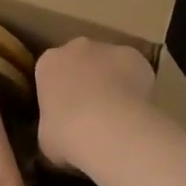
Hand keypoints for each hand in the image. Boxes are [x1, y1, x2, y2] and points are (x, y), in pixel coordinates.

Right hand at [35, 38, 156, 170]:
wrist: (107, 127)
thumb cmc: (67, 134)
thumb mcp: (47, 138)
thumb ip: (52, 127)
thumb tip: (59, 133)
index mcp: (48, 63)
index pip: (51, 72)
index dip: (60, 92)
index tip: (66, 113)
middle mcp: (75, 47)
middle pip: (80, 60)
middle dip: (86, 80)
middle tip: (93, 112)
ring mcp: (106, 48)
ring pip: (109, 62)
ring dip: (112, 81)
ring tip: (119, 114)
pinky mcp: (133, 55)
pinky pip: (134, 69)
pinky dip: (136, 84)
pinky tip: (138, 109)